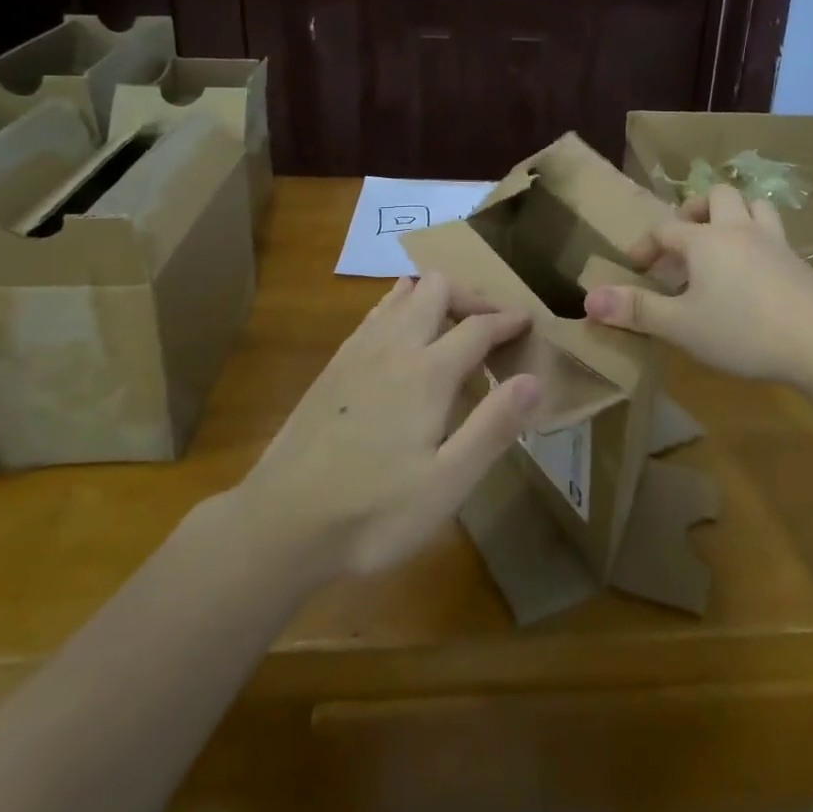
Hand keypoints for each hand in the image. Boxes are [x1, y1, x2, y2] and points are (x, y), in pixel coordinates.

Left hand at [237, 272, 540, 580]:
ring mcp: (358, 351)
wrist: (279, 524)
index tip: (528, 321)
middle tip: (491, 326)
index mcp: (427, 372)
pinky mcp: (334, 365)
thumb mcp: (447, 485)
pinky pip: (376, 314)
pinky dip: (402, 310)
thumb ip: (493, 427)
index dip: (508, 320)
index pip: (478, 326)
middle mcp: (393, 346)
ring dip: (435, 298)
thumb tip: (533, 380)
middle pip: (437, 287)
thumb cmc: (373, 512)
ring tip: (453, 326)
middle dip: (471, 296)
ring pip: (402, 293)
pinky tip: (405, 344)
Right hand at [584, 184, 812, 387]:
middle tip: (684, 240)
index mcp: (705, 241)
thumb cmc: (743, 331)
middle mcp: (739, 230)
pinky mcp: (800, 262)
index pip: (665, 229)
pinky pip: (775, 234)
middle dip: (695, 211)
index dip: (646, 245)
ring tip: (722, 242)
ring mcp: (775, 243)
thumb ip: (636, 310)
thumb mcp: (681, 326)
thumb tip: (589, 298)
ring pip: (754, 206)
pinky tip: (756, 270)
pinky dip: (759, 239)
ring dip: (734, 214)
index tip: (635, 267)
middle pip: (717, 197)